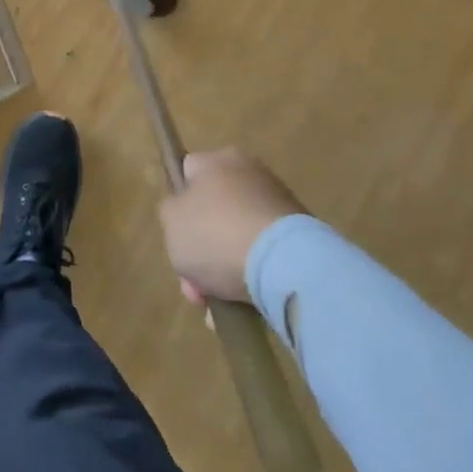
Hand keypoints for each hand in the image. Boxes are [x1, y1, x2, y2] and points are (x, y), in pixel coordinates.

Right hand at [159, 149, 305, 305]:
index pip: (188, 173)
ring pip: (237, 240)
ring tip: (218, 312)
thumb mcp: (171, 221)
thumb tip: (185, 215)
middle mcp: (251, 174)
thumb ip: (170, 212)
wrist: (286, 265)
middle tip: (195, 287)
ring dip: (224, 272)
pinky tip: (242, 309)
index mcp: (219, 160)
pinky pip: (264, 258)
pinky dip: (252, 280)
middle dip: (201, 252)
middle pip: (213, 213)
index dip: (178, 204)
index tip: (177, 236)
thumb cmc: (217, 234)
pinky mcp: (301, 238)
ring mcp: (279, 206)